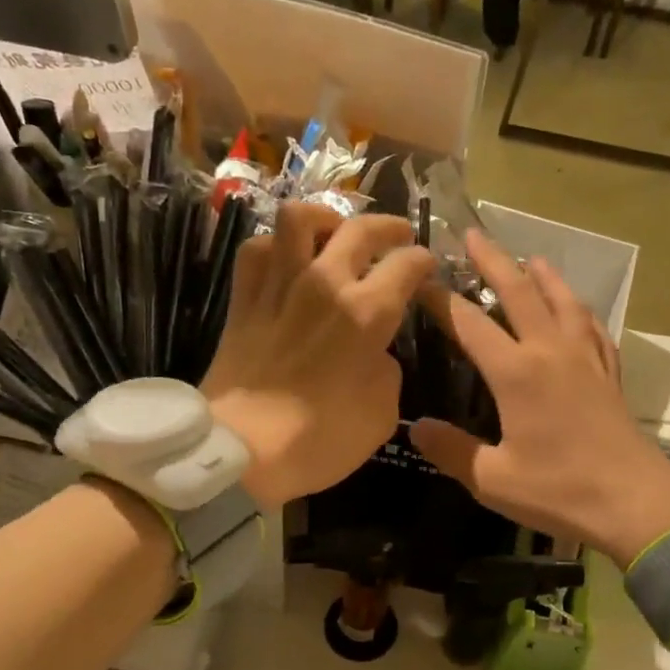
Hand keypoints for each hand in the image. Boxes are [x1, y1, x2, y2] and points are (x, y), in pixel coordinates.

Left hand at [203, 204, 434, 510]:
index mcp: (367, 313)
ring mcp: (279, 286)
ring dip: (325, 218)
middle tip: (398, 235)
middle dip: (388, 226)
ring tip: (334, 231)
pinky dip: (275, 245)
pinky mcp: (244, 300)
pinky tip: (286, 258)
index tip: (426, 268)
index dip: (423, 261)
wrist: (243, 451)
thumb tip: (376, 352)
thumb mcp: (381, 414)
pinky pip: (257, 249)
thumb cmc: (320, 440)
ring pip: (299, 218)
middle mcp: (325, 284)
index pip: (407, 264)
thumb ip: (387, 370)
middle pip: (360, 228)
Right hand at [411, 230, 669, 567]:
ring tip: (530, 258)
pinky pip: (593, 327)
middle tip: (471, 234)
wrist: (634, 502)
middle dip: (492, 260)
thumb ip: (451, 450)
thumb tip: (416, 427)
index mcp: (516, 373)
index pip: (469, 323)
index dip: (441, 299)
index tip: (420, 280)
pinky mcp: (609, 373)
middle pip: (519, 292)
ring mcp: (586, 358)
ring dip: (542, 275)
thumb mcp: (493, 479)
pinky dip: (579, 309)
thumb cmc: (559, 491)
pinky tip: (577, 309)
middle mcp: (551, 352)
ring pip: (562, 301)